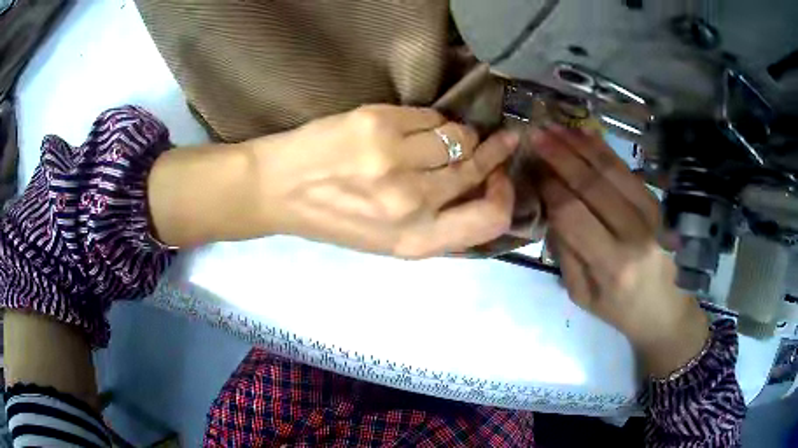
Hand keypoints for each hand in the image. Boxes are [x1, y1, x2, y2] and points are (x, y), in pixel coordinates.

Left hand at [251, 105, 518, 257]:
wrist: (278, 190)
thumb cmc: (334, 219)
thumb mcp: (390, 240)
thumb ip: (439, 224)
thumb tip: (482, 188)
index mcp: (415, 241)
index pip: (490, 219)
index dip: (505, 195)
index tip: (501, 176)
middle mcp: (411, 203)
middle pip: (476, 169)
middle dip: (493, 152)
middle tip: (499, 140)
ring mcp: (394, 160)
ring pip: (458, 136)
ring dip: (459, 134)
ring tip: (445, 136)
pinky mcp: (378, 124)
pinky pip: (430, 116)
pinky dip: (430, 120)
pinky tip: (413, 127)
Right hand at [529, 126, 708, 377]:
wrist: (667, 312)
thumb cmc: (621, 311)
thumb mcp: (583, 295)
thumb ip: (565, 252)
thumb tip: (550, 206)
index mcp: (612, 266)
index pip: (573, 214)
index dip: (550, 186)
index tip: (532, 167)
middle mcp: (635, 236)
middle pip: (592, 185)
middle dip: (561, 156)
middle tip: (537, 135)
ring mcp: (653, 216)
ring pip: (612, 171)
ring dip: (582, 146)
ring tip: (557, 128)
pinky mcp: (660, 206)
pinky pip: (630, 172)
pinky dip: (606, 152)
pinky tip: (586, 136)